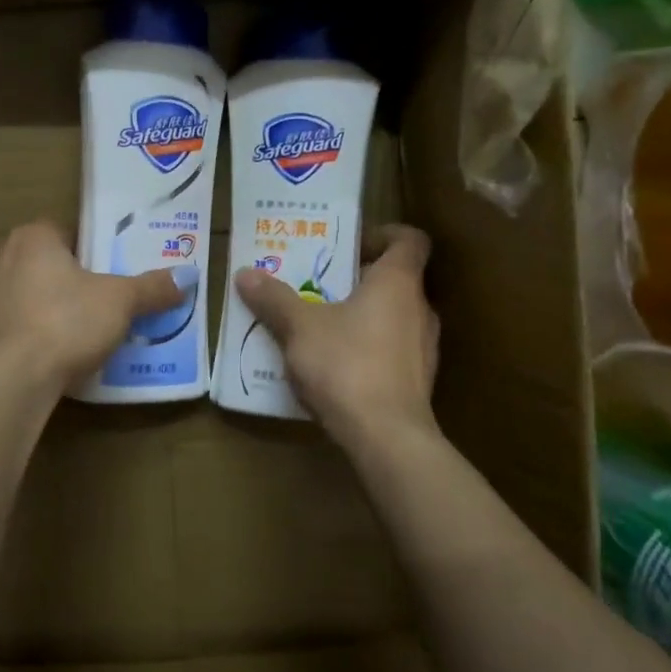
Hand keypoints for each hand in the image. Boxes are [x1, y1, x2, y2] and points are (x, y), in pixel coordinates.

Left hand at [0, 221, 192, 394]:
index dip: (95, 247)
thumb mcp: (121, 301)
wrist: (13, 379)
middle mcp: (3, 259)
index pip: (68, 230)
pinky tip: (61, 352)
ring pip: (32, 295)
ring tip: (88, 327)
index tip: (117, 267)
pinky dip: (38, 334)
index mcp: (33, 238)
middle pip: (50, 263)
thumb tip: (187, 277)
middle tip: (109, 297)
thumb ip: (152, 288)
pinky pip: (20, 325)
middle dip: (76, 278)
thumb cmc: (66, 321)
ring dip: (55, 307)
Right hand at [233, 224, 439, 443]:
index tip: (351, 243)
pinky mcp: (418, 382)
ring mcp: (424, 348)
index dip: (384, 234)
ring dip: (363, 315)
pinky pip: (392, 350)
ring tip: (321, 324)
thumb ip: (274, 298)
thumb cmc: (346, 365)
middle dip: (359, 278)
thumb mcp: (299, 328)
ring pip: (394, 316)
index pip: (409, 240)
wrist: (386, 438)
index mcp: (397, 282)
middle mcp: (419, 309)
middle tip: (320, 283)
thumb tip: (245, 274)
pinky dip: (368, 348)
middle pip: (396, 279)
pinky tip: (335, 365)